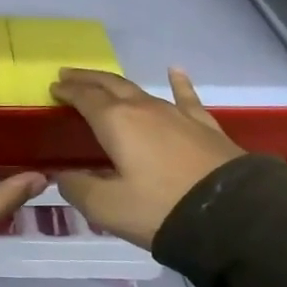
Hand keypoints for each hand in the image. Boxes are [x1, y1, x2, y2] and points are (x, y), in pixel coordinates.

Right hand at [50, 67, 243, 248]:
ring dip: (117, 84)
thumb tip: (62, 175)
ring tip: (104, 82)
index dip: (67, 91)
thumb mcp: (107, 208)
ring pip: (140, 90)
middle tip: (68, 76)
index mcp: (116, 122)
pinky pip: (186, 97)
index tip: (53, 88)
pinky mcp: (203, 126)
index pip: (84, 97)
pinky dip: (178, 83)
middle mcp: (143, 108)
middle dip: (87, 79)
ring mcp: (176, 114)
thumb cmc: (161, 209)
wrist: (233, 215)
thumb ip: (78, 189)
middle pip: (109, 85)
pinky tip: (176, 71)